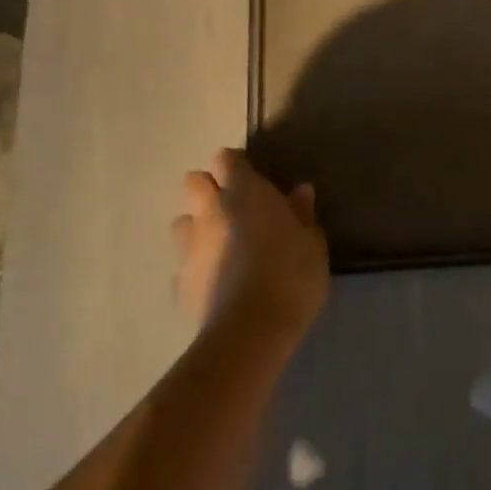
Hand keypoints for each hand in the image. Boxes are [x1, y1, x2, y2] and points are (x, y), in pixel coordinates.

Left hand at [173, 149, 328, 345]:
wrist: (251, 330)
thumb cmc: (291, 274)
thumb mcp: (311, 242)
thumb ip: (302, 214)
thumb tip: (300, 191)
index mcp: (244, 192)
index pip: (226, 159)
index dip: (236, 165)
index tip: (253, 177)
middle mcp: (210, 212)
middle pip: (194, 183)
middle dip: (208, 189)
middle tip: (233, 207)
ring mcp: (189, 248)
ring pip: (182, 223)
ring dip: (197, 227)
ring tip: (221, 245)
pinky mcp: (179, 284)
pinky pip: (182, 266)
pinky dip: (196, 268)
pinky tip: (215, 282)